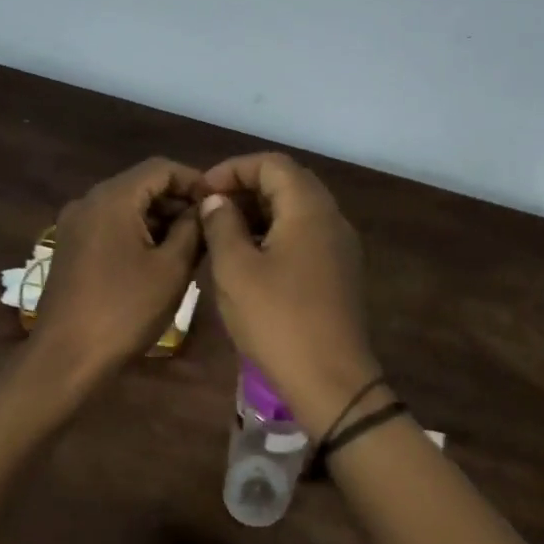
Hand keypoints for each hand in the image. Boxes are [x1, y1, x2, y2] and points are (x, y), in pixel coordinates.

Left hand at [31, 157, 204, 380]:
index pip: (161, 168)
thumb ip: (193, 229)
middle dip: (178, 201)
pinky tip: (160, 259)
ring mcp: (75, 225)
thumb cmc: (125, 310)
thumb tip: (205, 208)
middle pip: (142, 184)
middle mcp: (88, 201)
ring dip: (160, 219)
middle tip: (210, 229)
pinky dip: (138, 232)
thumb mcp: (171, 269)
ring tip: (192, 247)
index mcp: (112, 198)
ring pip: (127, 206)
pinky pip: (111, 226)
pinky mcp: (71, 247)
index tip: (220, 207)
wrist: (67, 357)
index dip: (195, 181)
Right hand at [197, 153, 383, 433]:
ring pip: (297, 212)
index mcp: (309, 209)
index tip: (203, 192)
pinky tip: (249, 261)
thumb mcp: (235, 270)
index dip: (233, 169)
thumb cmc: (277, 320)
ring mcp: (340, 247)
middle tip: (210, 210)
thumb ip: (222, 225)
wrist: (331, 380)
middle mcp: (332, 219)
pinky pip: (305, 237)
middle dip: (246, 189)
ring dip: (260, 214)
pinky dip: (275, 235)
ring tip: (223, 235)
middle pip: (288, 183)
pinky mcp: (339, 273)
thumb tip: (217, 201)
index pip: (272, 164)